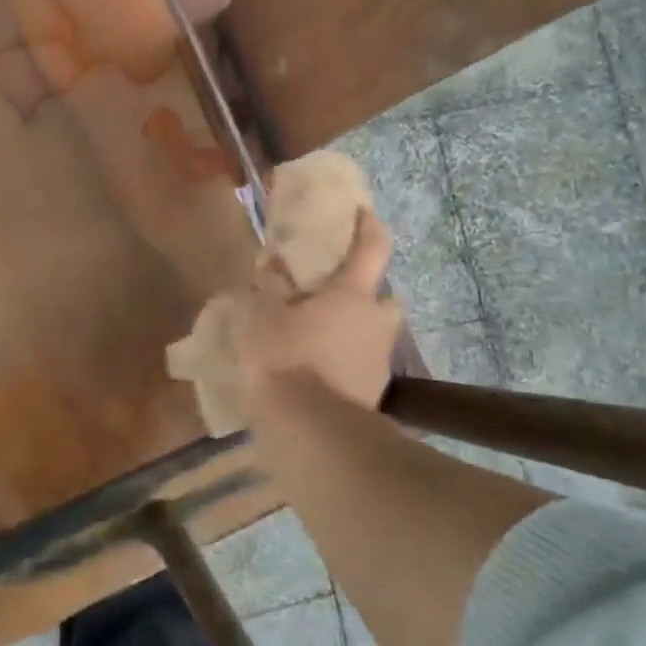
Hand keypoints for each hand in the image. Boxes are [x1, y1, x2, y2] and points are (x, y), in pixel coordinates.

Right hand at [198, 210, 400, 419]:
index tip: (362, 213)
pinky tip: (317, 373)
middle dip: (365, 295)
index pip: (371, 248)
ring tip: (317, 339)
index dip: (368, 227)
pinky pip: (361, 367)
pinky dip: (345, 364)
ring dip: (354, 332)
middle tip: (333, 297)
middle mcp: (376, 322)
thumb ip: (268, 286)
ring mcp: (379, 362)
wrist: (312, 432)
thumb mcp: (262, 316)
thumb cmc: (286, 358)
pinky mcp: (373, 395)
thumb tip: (270, 260)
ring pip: (372, 335)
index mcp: (352, 294)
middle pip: (382, 298)